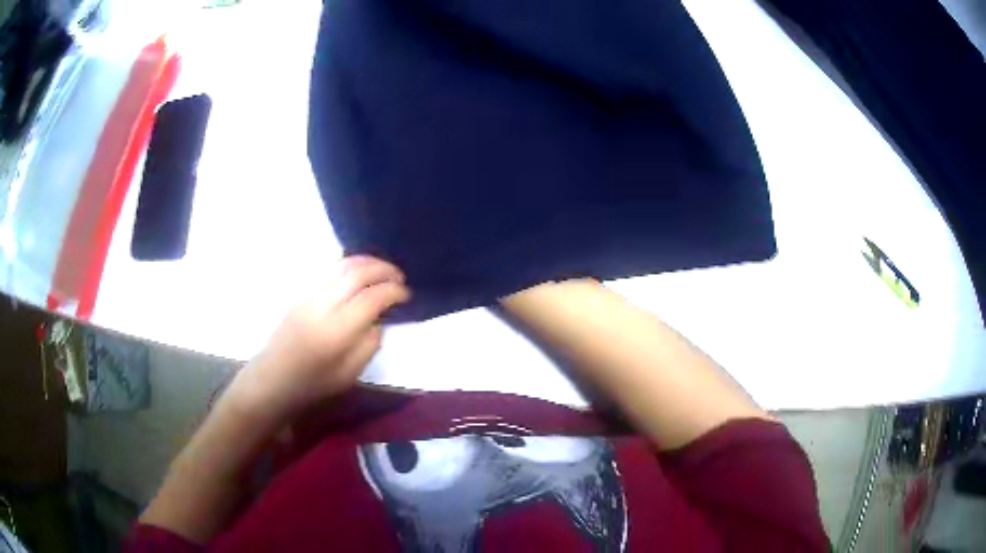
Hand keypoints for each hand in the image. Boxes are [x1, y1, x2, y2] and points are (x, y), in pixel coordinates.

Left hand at [228, 255, 409, 419]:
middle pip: (358, 273)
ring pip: (343, 265)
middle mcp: (324, 305)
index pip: (373, 298)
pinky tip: (359, 270)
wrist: (275, 377)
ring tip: (383, 269)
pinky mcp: (303, 292)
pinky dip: (350, 264)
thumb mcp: (350, 374)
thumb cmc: (314, 382)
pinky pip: (330, 269)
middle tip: (400, 277)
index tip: (407, 295)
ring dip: (367, 262)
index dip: (394, 292)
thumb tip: (379, 319)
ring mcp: (311, 295)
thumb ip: (370, 344)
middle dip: (384, 269)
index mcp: (338, 330)